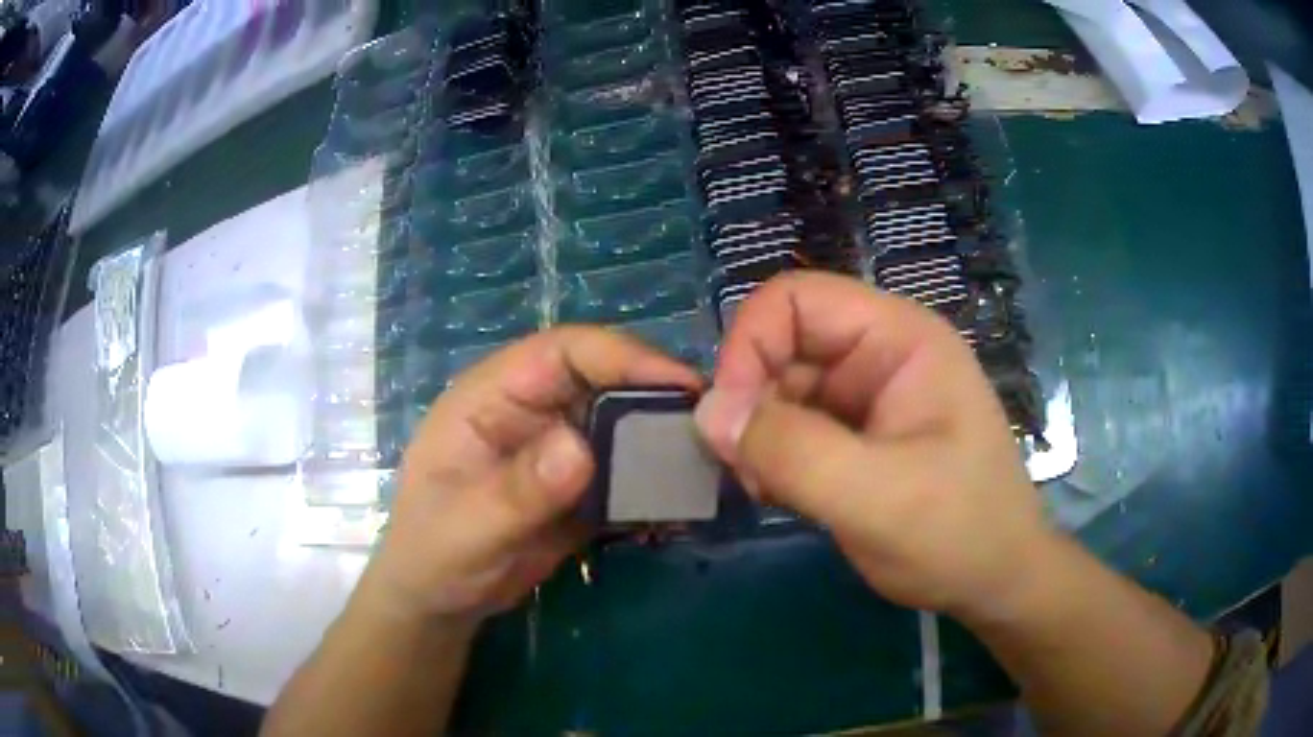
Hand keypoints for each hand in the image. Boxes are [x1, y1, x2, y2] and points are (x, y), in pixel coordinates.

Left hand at [362, 327, 700, 623]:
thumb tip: (581, 448)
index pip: (563, 351)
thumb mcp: (467, 528)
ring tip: (710, 464)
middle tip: (712, 427)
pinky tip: (684, 502)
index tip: (680, 383)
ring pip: (622, 425)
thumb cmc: (432, 555)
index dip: (623, 356)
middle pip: (604, 382)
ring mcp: (557, 449)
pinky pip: (624, 472)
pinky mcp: (578, 487)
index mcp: (493, 396)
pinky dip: (654, 482)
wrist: (439, 600)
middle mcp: (531, 410)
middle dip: (656, 396)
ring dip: (662, 441)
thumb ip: (518, 490)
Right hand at [694, 272, 1053, 619]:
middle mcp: (879, 355)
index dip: (749, 344)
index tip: (729, 418)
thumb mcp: (878, 497)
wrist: (994, 582)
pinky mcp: (854, 437)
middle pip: (783, 344)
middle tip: (745, 470)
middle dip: (750, 401)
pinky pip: (791, 427)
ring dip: (757, 436)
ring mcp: (866, 397)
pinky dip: (770, 457)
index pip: (797, 299)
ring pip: (779, 389)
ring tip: (765, 489)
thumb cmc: (956, 533)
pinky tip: (778, 495)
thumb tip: (708, 411)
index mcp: (899, 339)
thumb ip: (792, 451)